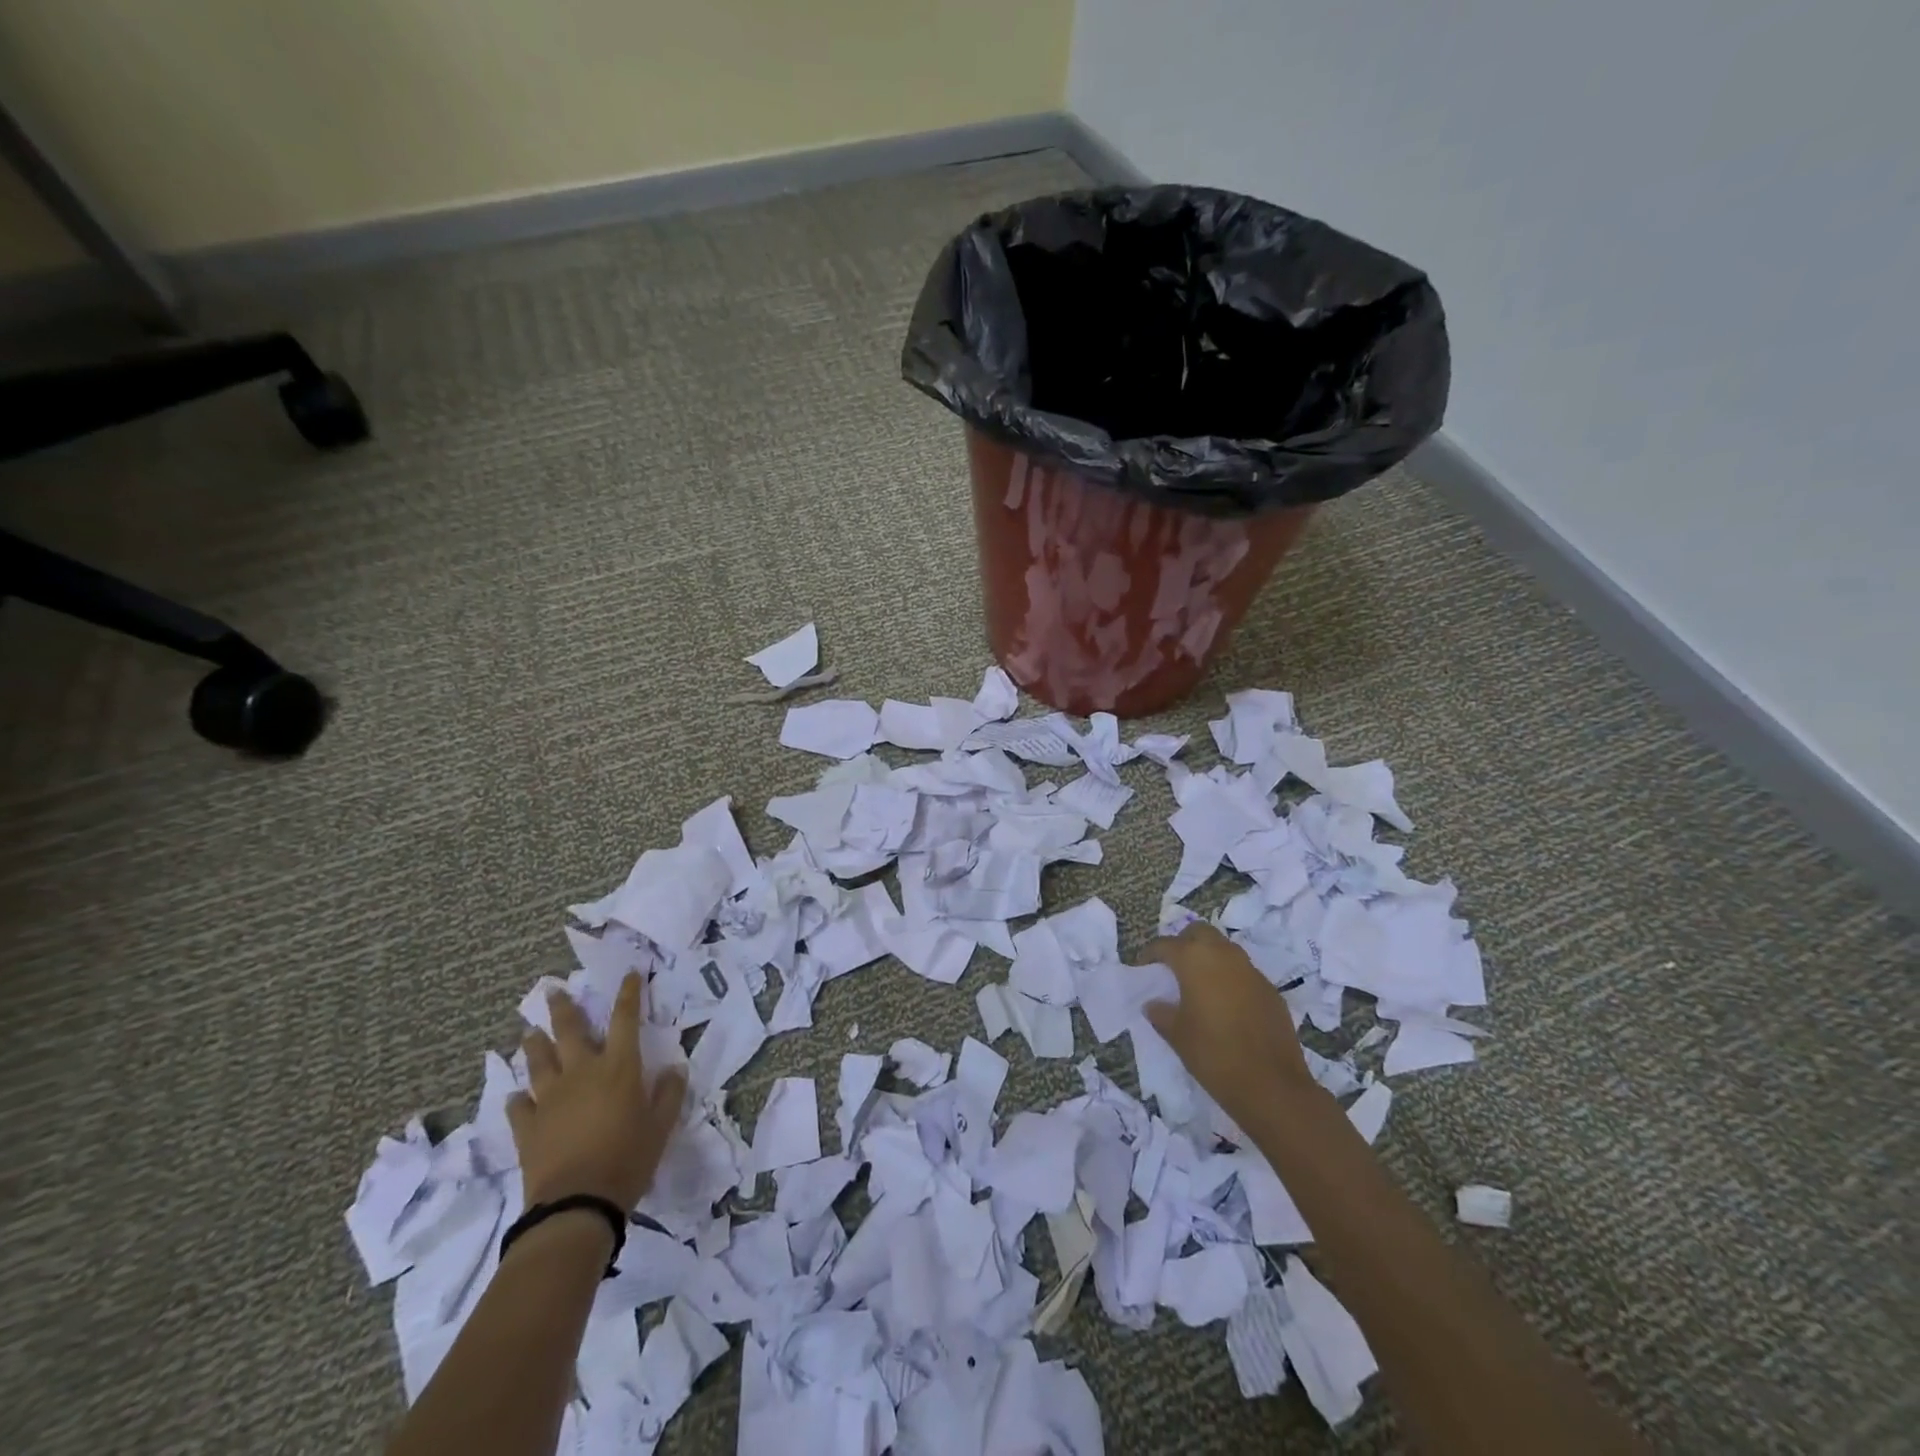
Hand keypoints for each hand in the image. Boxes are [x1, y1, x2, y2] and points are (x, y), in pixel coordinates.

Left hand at [510, 973, 686, 1209]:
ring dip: (535, 1045)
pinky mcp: (528, 1126)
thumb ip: (669, 1094)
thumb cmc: (627, 1159)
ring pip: (539, 1062)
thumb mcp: (661, 1126)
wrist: (576, 1204)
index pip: (625, 1019)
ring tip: (529, 1033)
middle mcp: (582, 1072)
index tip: (629, 974)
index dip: (628, 994)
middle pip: (570, 1031)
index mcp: (618, 1067)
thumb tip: (674, 1068)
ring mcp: (550, 1098)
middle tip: (553, 991)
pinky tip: (517, 1097)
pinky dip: (519, 1099)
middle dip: (563, 1008)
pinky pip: (519, 1106)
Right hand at [1144, 921, 1318, 1129]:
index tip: (1142, 968)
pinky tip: (1226, 1005)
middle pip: (1200, 933)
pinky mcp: (1270, 990)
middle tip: (1173, 967)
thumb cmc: (1214, 1055)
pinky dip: (1230, 979)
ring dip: (1209, 958)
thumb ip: (1161, 1013)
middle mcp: (1224, 955)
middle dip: (1184, 943)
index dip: (1150, 954)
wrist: (1272, 1086)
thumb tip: (1154, 1004)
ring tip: (1198, 984)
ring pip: (1225, 949)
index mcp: (1195, 960)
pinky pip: (1244, 973)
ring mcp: (1251, 971)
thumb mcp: (1177, 1035)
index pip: (1165, 945)